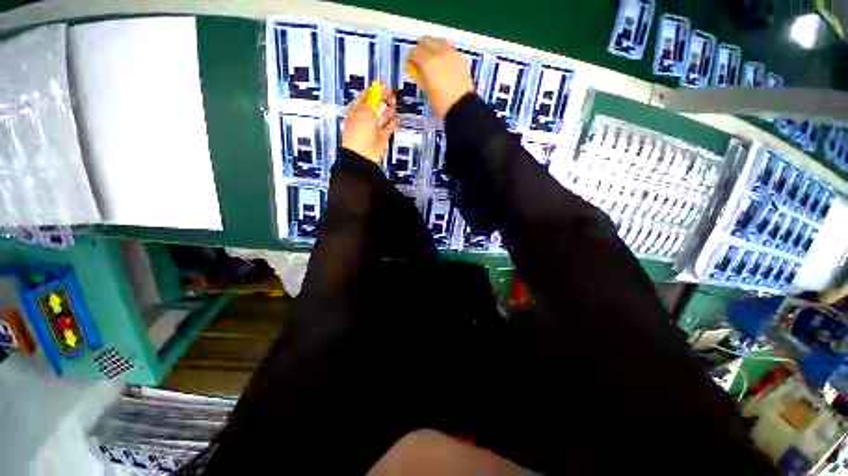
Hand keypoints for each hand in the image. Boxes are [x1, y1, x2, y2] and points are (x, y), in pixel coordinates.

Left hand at [341, 88, 397, 163]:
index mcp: (357, 109)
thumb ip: (373, 99)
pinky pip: (389, 128)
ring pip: (384, 116)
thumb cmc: (359, 132)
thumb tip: (378, 87)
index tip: (385, 88)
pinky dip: (392, 125)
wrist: (362, 155)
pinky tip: (395, 121)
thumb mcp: (365, 111)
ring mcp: (374, 127)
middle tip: (391, 98)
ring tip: (393, 108)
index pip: (367, 96)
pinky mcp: (382, 137)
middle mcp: (365, 117)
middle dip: (384, 100)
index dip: (376, 91)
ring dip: (389, 111)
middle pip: (377, 105)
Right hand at [408, 36, 474, 117]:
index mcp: (428, 62)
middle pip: (426, 40)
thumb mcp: (426, 91)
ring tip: (434, 62)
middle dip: (422, 49)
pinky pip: (449, 49)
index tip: (412, 64)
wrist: (462, 106)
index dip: (412, 57)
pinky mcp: (460, 58)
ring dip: (434, 48)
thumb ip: (421, 76)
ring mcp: (451, 53)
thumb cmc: (440, 103)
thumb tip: (418, 70)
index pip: (415, 51)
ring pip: (439, 42)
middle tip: (421, 61)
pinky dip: (444, 53)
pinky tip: (444, 65)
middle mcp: (439, 52)